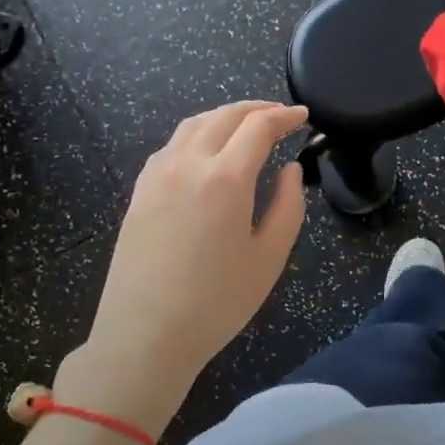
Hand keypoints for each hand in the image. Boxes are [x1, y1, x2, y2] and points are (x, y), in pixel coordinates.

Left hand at [78, 101, 307, 400]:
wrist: (144, 335)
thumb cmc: (217, 302)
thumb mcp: (269, 257)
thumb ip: (288, 205)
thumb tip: (290, 169)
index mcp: (225, 178)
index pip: (259, 127)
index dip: (285, 116)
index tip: (304, 117)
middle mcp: (188, 164)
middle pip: (224, 116)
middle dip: (256, 108)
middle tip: (280, 114)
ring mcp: (157, 175)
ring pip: (193, 125)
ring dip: (224, 116)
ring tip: (245, 124)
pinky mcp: (139, 191)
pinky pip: (171, 146)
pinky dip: (196, 134)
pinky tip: (206, 151)